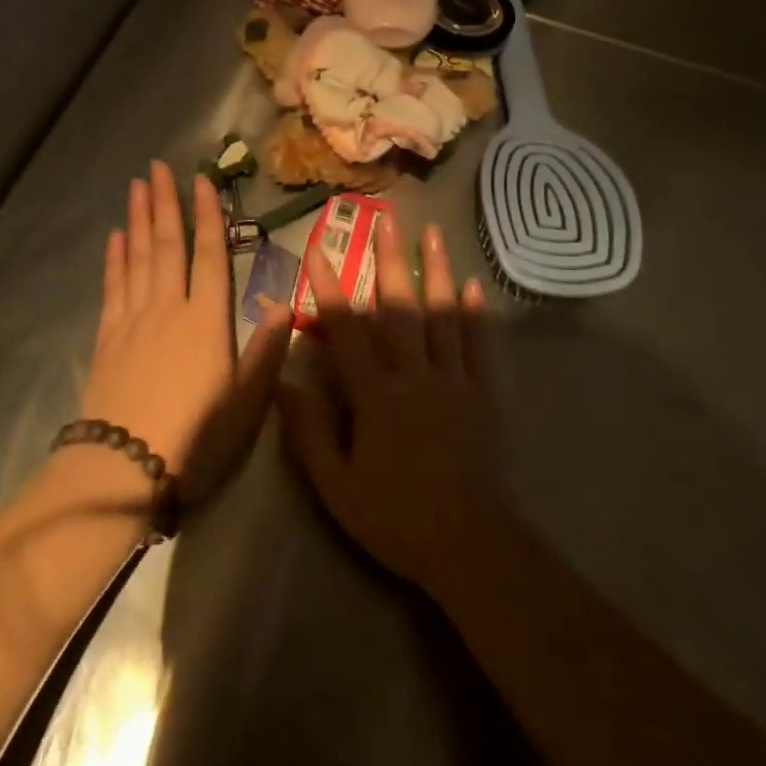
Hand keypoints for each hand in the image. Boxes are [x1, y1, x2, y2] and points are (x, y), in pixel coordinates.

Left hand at [77, 160, 290, 509]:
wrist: (123, 469)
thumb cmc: (195, 438)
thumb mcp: (246, 401)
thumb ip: (266, 351)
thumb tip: (286, 305)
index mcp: (206, 319)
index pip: (210, 254)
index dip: (207, 215)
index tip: (202, 180)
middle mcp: (168, 307)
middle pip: (167, 244)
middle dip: (164, 202)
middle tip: (157, 166)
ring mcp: (132, 319)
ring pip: (137, 257)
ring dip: (137, 219)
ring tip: (137, 186)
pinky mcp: (107, 337)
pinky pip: (113, 286)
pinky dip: (114, 258)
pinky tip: (114, 237)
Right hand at [277, 214, 506, 598]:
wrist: (470, 546)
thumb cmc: (395, 517)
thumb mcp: (337, 486)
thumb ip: (308, 433)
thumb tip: (281, 383)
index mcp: (376, 394)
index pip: (346, 329)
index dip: (328, 287)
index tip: (315, 249)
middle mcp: (414, 374)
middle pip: (399, 307)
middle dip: (390, 258)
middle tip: (386, 218)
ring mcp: (454, 380)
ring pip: (442, 315)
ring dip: (436, 270)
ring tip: (433, 233)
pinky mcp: (484, 394)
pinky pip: (480, 346)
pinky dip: (476, 314)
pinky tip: (474, 286)